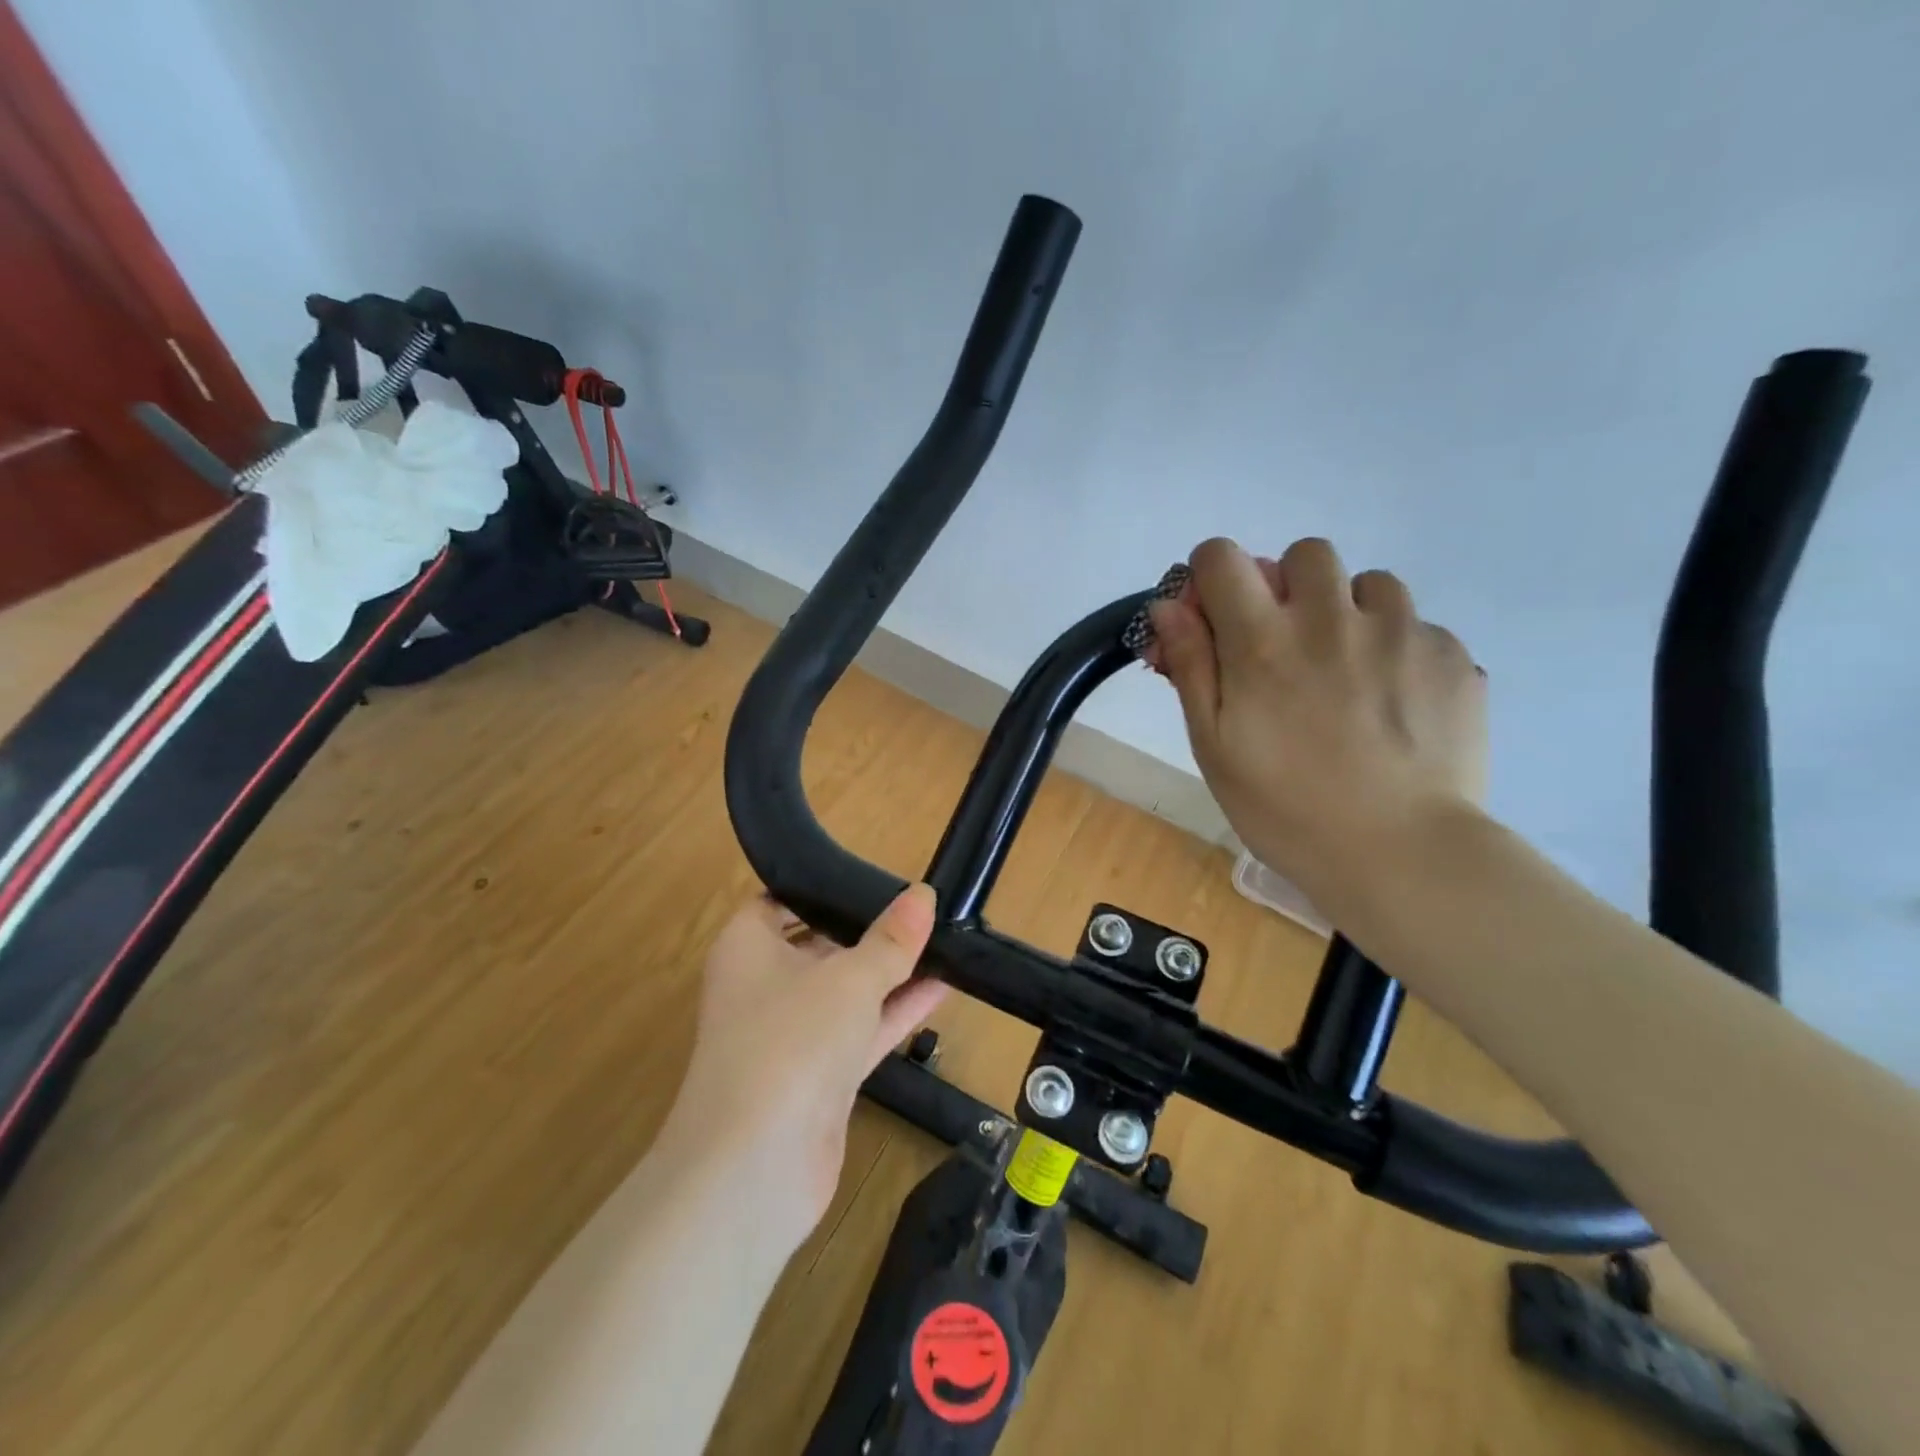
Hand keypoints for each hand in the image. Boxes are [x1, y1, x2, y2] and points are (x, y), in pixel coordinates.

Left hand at [657, 886, 946, 1246]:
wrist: (755, 1168)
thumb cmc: (790, 1041)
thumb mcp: (850, 978)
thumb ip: (891, 939)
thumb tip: (923, 894)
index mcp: (748, 946)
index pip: (783, 901)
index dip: (825, 888)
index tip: (875, 879)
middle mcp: (764, 985)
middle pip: (820, 944)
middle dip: (869, 930)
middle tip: (923, 907)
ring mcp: (792, 1034)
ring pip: (846, 990)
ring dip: (891, 972)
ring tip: (945, 942)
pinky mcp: (818, 1076)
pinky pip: (862, 1030)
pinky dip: (896, 1011)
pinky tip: (943, 988)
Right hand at [1145, 537, 1486, 912]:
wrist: (1401, 853)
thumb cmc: (1285, 808)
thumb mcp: (1214, 746)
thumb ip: (1191, 666)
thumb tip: (1170, 607)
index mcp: (1263, 640)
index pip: (1222, 557)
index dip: (1211, 578)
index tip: (1217, 619)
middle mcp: (1331, 617)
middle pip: (1304, 554)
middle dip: (1287, 588)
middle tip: (1289, 647)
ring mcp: (1401, 631)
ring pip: (1369, 583)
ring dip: (1348, 613)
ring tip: (1349, 673)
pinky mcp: (1451, 655)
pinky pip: (1417, 626)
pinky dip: (1397, 650)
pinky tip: (1395, 705)